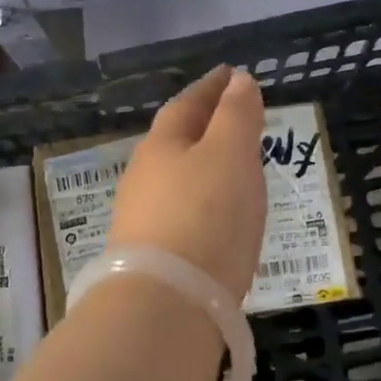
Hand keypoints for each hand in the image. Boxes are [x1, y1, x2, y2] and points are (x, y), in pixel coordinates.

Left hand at [107, 66, 267, 302]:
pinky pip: (180, 211)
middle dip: (204, 124)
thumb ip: (237, 115)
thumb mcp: (230, 155)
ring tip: (231, 166)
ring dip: (202, 164)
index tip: (231, 74)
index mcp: (162, 144)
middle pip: (175, 139)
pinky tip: (215, 216)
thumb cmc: (205, 217)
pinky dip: (201, 200)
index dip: (212, 87)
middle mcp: (144, 176)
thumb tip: (239, 80)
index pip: (188, 103)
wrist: (165, 306)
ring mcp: (142, 218)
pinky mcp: (149, 255)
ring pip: (175, 177)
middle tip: (234, 117)